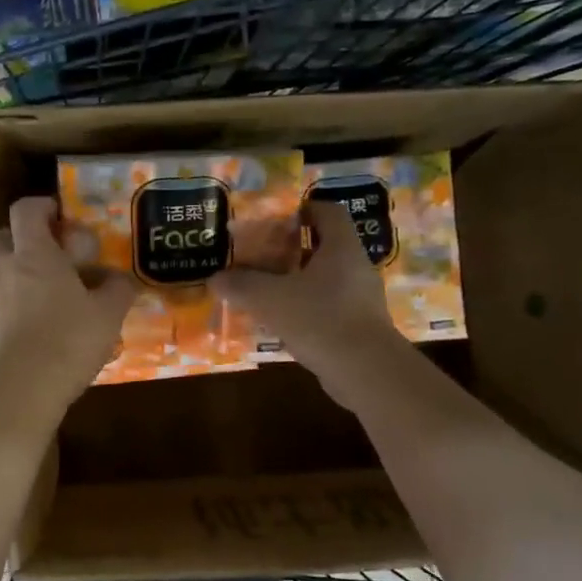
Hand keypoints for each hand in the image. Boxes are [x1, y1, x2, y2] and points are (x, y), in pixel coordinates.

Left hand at [0, 196, 135, 402]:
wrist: (25, 385)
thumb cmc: (69, 338)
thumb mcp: (108, 313)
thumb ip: (117, 289)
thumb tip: (122, 279)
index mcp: (34, 253)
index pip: (26, 210)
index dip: (42, 206)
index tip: (60, 215)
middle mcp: (5, 267)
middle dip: (19, 237)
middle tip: (45, 251)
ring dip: (12, 268)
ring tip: (41, 286)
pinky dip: (9, 298)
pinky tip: (33, 317)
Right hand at [214, 200, 398, 387]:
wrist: (366, 372)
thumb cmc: (320, 319)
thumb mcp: (270, 299)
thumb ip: (241, 285)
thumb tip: (215, 278)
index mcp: (341, 248)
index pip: (328, 211)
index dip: (305, 208)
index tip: (279, 218)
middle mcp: (356, 267)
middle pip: (325, 246)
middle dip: (293, 249)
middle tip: (262, 256)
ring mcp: (362, 299)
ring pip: (326, 279)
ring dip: (298, 281)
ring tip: (267, 290)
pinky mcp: (360, 327)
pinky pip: (329, 307)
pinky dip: (306, 309)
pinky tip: (282, 323)